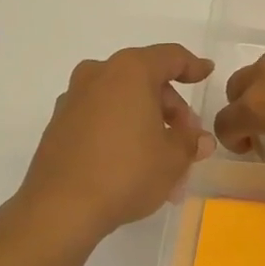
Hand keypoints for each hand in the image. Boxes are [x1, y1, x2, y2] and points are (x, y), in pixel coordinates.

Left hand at [17, 44, 215, 237]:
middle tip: (185, 136)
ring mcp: (73, 99)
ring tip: (162, 157)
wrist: (61, 208)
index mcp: (130, 72)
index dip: (193, 66)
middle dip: (170, 106)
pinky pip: (100, 117)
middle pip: (144, 79)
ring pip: (121, 100)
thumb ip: (190, 142)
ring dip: (145, 121)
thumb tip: (200, 140)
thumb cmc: (126, 173)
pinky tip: (131, 161)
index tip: (206, 74)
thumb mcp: (173, 159)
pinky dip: (120, 130)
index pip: (170, 57)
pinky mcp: (58, 125)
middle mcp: (98, 75)